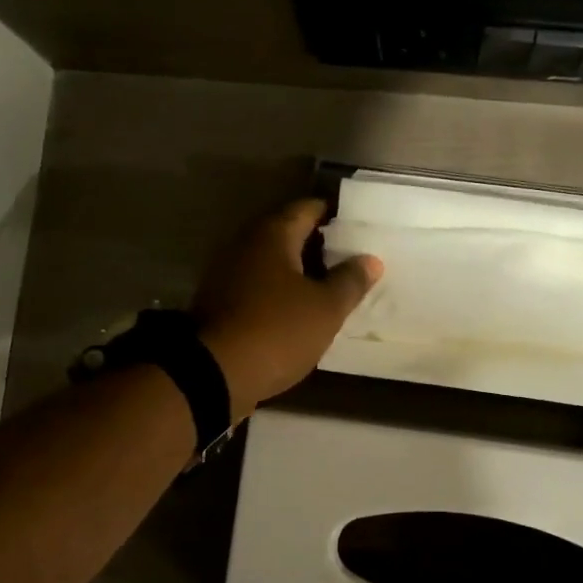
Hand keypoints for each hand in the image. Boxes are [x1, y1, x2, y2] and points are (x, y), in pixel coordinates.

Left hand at [193, 199, 381, 418]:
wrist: (212, 374)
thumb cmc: (276, 331)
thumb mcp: (325, 309)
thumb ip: (350, 281)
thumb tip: (370, 259)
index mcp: (272, 235)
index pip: (307, 208)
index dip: (333, 214)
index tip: (357, 226)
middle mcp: (245, 244)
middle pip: (287, 234)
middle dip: (317, 244)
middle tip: (349, 258)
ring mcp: (227, 274)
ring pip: (271, 263)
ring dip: (297, 271)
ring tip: (329, 286)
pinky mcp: (219, 303)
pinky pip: (257, 287)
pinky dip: (278, 292)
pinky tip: (298, 310)